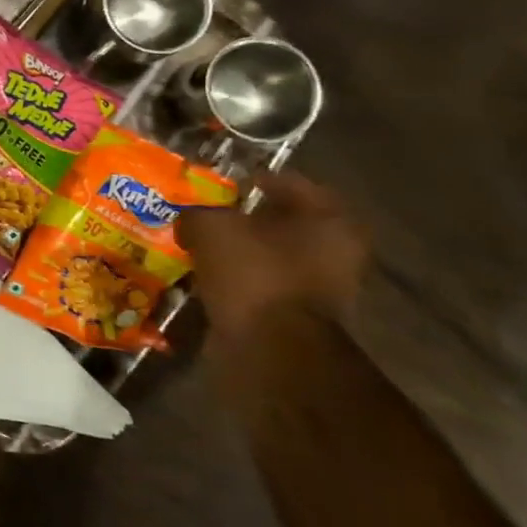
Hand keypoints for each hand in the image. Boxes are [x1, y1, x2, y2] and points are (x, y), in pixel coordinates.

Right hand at [177, 172, 368, 340]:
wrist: (270, 348)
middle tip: (210, 211)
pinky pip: (262, 284)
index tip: (226, 180)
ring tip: (200, 243)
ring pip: (272, 256)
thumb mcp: (211, 228)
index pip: (293, 184)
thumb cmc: (254, 273)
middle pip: (285, 223)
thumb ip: (198, 213)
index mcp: (330, 221)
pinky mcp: (297, 316)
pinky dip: (238, 278)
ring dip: (241, 250)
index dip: (257, 179)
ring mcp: (321, 288)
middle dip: (247, 218)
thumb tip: (190, 218)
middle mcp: (336, 252)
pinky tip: (207, 273)